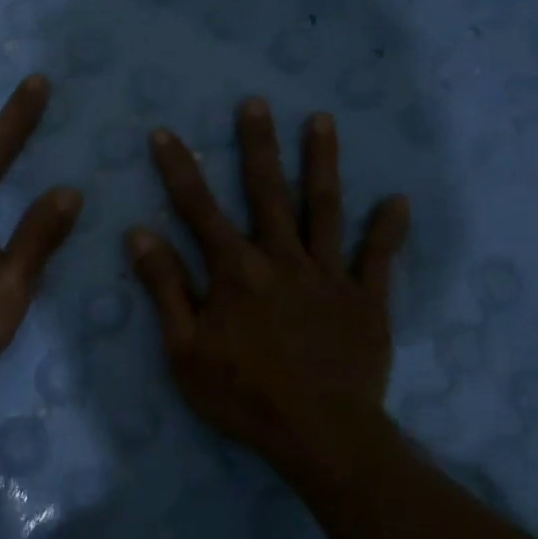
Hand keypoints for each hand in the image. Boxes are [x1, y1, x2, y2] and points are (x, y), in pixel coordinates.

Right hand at [128, 98, 408, 481]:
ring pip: (325, 209)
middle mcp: (281, 260)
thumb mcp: (184, 349)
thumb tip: (140, 233)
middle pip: (267, 193)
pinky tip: (398, 199)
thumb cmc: (242, 395)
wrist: (319, 435)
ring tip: (323, 121)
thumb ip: (165, 288)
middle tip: (256, 103)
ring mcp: (328, 276)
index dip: (179, 169)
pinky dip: (388, 229)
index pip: (198, 209)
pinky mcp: (366, 300)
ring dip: (322, 163)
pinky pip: (378, 258)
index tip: (165, 133)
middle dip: (258, 145)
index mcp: (235, 272)